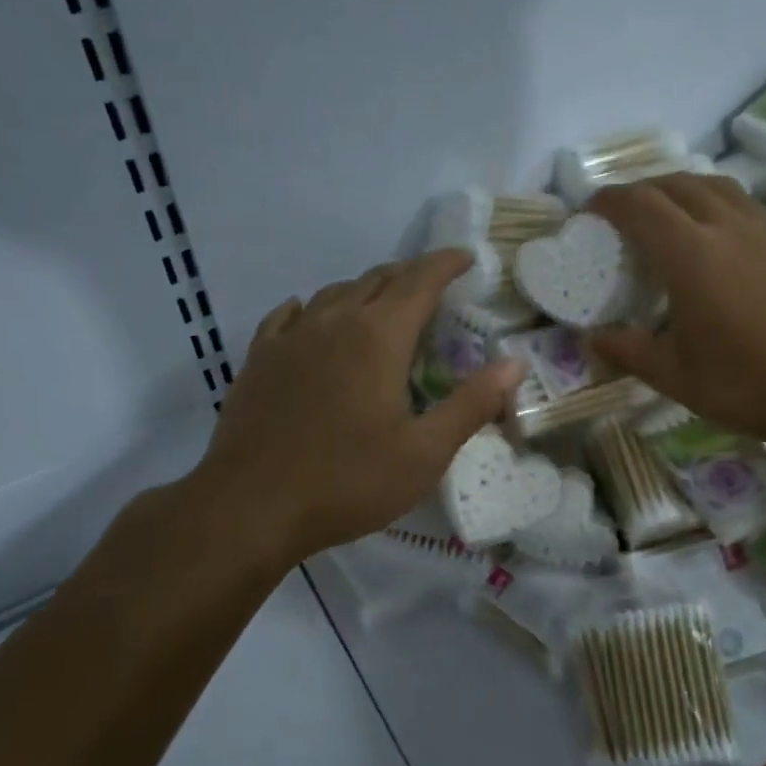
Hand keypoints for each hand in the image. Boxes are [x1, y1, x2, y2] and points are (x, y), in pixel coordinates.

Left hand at [199, 251, 525, 563]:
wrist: (250, 507)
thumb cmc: (347, 482)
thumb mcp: (424, 453)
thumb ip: (472, 404)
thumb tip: (514, 364)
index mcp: (378, 337)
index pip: (419, 282)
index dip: (446, 264)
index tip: (466, 257)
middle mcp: (334, 322)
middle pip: (377, 280)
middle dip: (410, 275)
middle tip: (433, 284)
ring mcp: (290, 338)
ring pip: (334, 293)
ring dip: (365, 289)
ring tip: (382, 302)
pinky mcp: (259, 359)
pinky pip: (289, 316)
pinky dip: (311, 308)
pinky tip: (310, 317)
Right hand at [587, 175, 765, 444]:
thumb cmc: (741, 382)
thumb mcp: (671, 373)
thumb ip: (625, 350)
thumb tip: (589, 339)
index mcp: (691, 254)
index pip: (640, 205)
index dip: (610, 200)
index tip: (591, 210)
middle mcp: (727, 226)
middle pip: (677, 184)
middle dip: (643, 189)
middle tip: (625, 212)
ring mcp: (765, 229)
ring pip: (716, 186)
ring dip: (683, 189)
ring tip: (669, 212)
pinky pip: (746, 204)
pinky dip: (718, 204)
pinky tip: (719, 233)